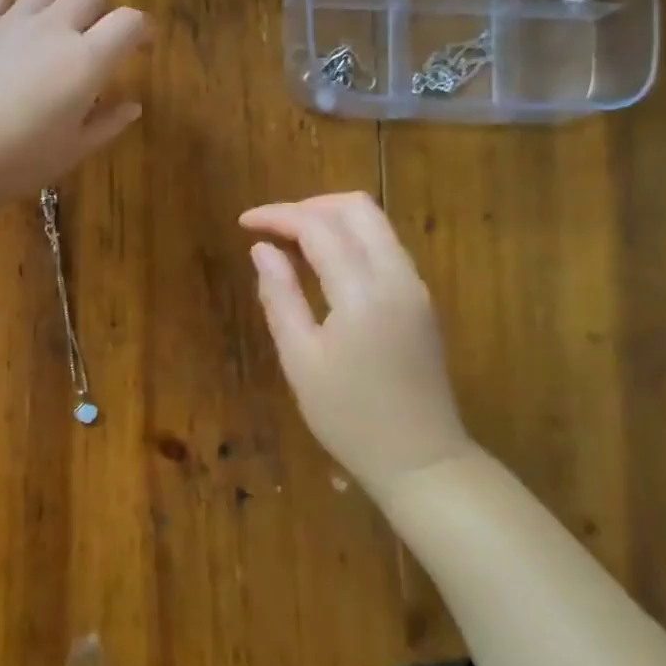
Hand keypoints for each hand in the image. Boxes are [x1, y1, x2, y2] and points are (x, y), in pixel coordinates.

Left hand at [0, 0, 148, 213]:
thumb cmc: (13, 164)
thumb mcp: (70, 153)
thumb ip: (106, 125)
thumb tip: (132, 105)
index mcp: (85, 62)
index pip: (129, 22)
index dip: (141, 30)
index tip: (142, 46)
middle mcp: (52, 29)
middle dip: (101, 13)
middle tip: (95, 44)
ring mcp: (9, 22)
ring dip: (60, 4)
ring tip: (54, 34)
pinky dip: (14, 5)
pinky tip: (10, 29)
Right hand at [240, 193, 470, 495]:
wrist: (421, 459)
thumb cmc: (349, 417)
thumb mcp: (300, 360)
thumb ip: (279, 297)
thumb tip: (261, 250)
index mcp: (362, 291)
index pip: (318, 226)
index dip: (278, 215)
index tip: (244, 222)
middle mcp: (397, 276)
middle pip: (357, 208)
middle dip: (309, 206)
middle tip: (272, 229)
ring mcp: (415, 286)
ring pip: (376, 224)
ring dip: (332, 220)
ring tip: (292, 243)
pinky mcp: (420, 300)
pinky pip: (385, 248)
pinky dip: (352, 240)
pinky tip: (324, 265)